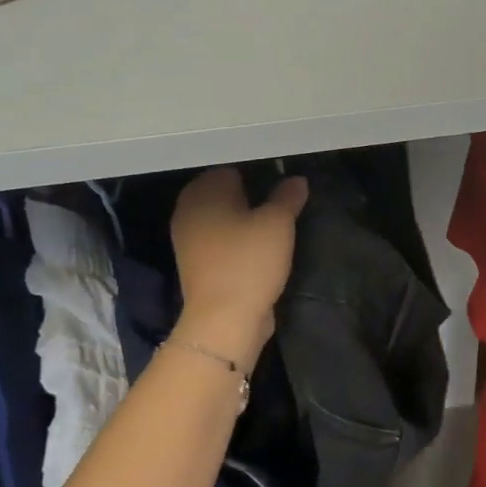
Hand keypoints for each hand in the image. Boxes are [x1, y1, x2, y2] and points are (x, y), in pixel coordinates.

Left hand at [169, 168, 307, 364]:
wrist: (224, 318)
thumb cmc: (249, 261)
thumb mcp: (278, 224)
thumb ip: (287, 197)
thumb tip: (296, 179)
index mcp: (204, 191)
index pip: (231, 168)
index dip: (258, 173)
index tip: (283, 185)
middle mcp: (189, 209)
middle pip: (223, 192)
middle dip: (250, 195)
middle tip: (282, 204)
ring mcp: (188, 238)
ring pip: (221, 217)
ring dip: (244, 219)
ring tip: (275, 225)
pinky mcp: (197, 263)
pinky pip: (220, 240)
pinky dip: (236, 239)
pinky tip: (259, 247)